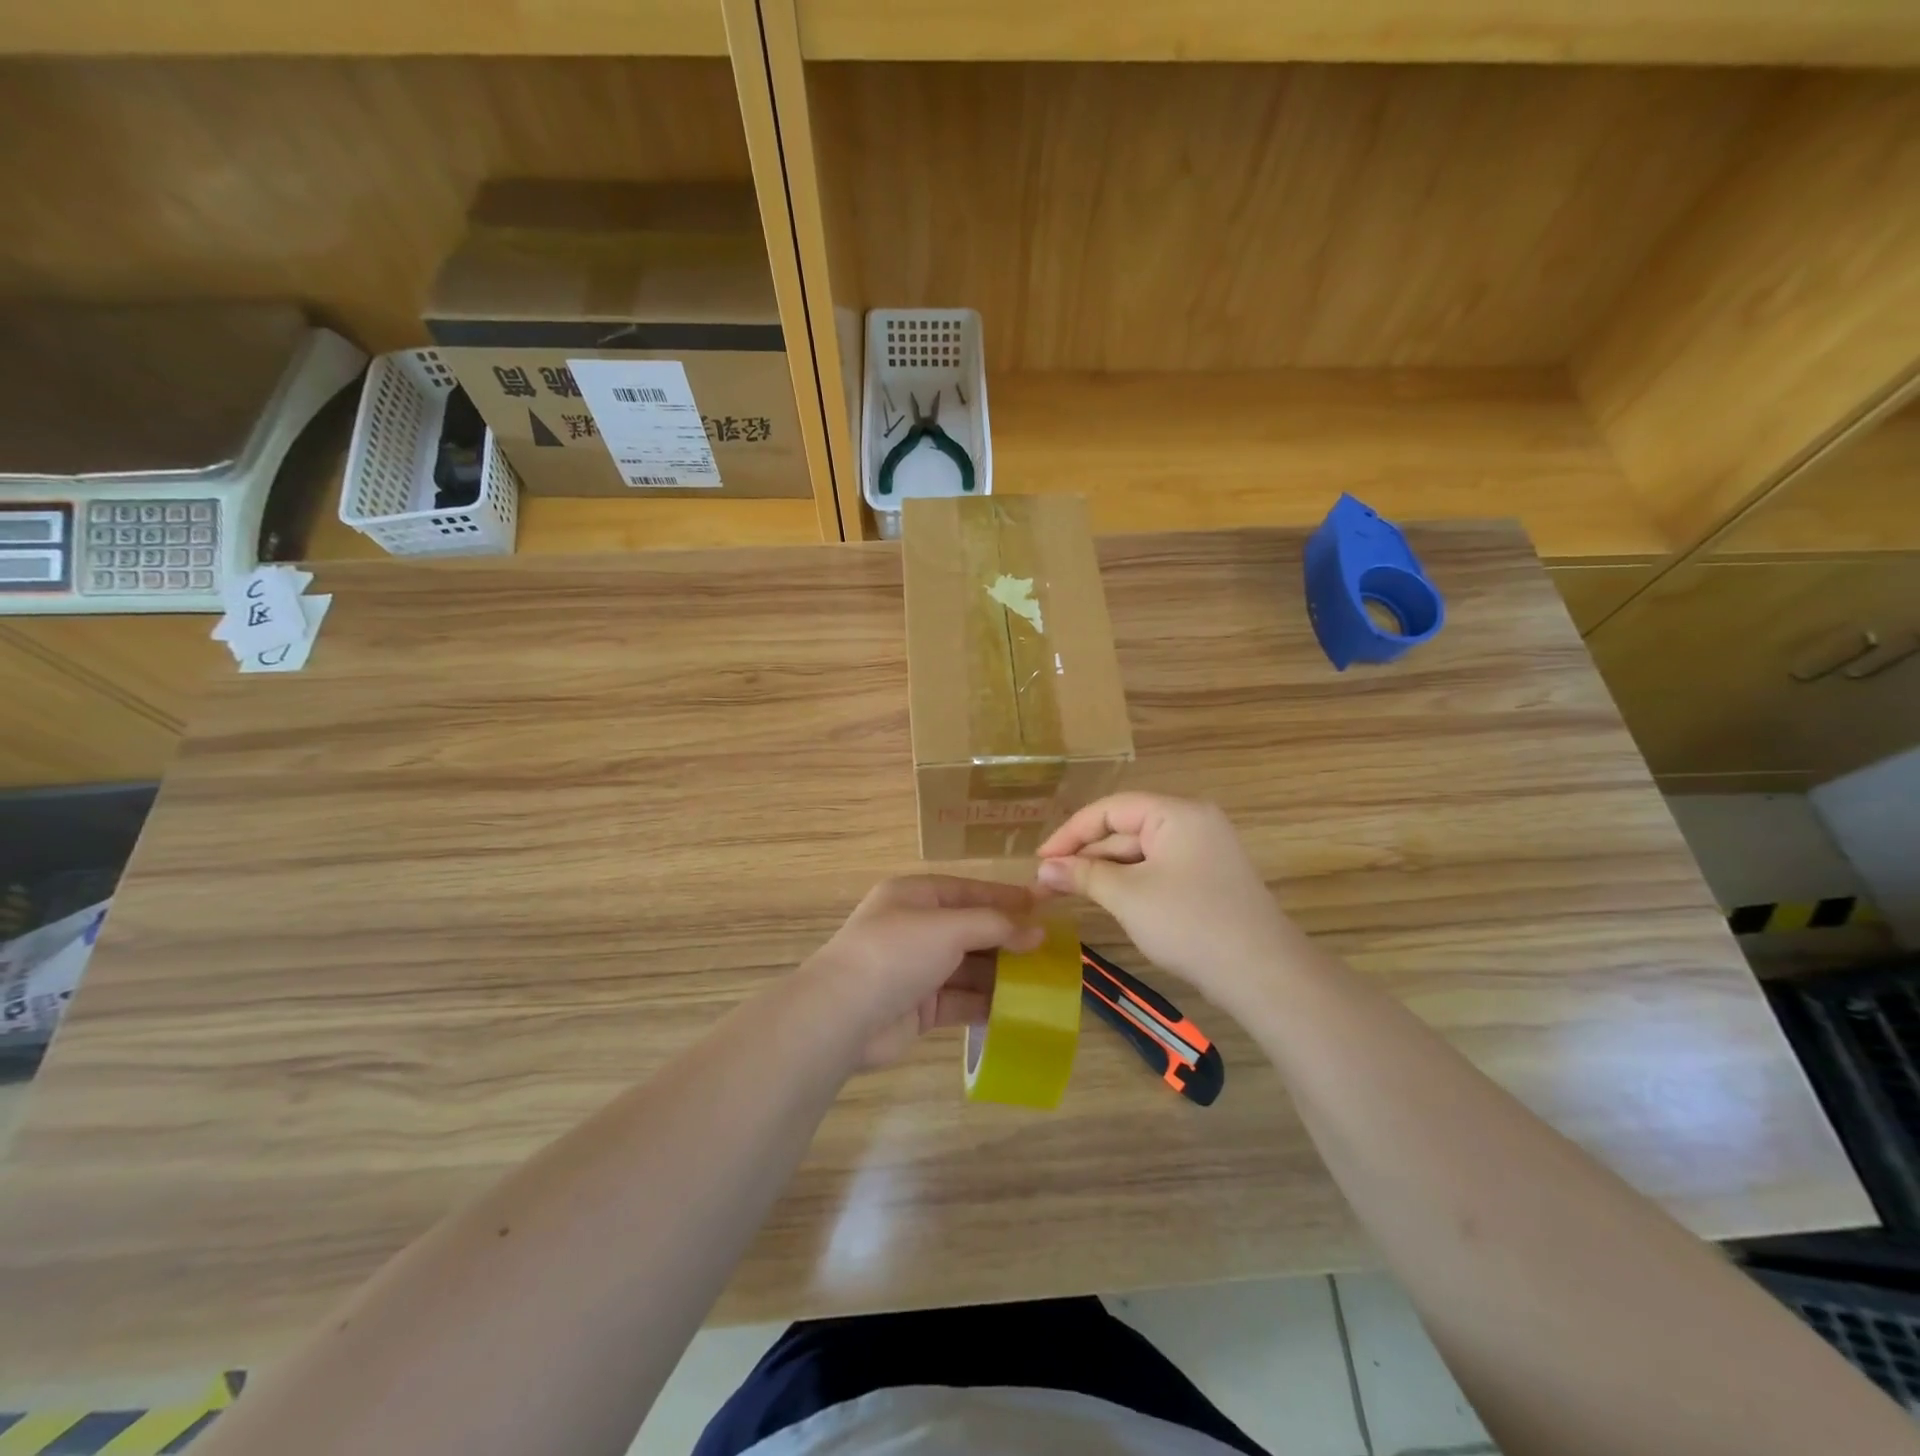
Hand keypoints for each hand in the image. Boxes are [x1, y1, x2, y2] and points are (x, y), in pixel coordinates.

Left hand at [802, 876, 1044, 1068]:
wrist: (842, 1015)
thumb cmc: (896, 952)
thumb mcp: (948, 927)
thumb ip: (994, 926)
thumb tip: (1038, 932)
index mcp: (915, 896)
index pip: (970, 891)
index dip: (1006, 898)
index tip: (1045, 907)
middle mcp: (916, 928)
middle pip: (971, 930)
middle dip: (1008, 940)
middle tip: (1052, 951)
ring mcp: (917, 969)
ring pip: (969, 967)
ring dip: (1002, 975)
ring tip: (1044, 983)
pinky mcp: (919, 1007)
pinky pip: (961, 1000)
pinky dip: (986, 1004)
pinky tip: (1018, 1010)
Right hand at [1036, 793, 1301, 1013]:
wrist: (1262, 974)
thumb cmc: (1191, 924)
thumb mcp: (1128, 896)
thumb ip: (1083, 875)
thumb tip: (1043, 868)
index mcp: (1177, 813)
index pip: (1110, 808)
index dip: (1070, 832)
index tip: (1040, 860)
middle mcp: (1192, 822)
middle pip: (1125, 828)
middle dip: (1087, 855)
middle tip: (1049, 882)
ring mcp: (1204, 851)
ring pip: (1140, 852)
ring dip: (1106, 871)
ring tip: (1071, 893)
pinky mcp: (1208, 879)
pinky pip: (1158, 869)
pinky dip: (1130, 882)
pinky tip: (1108, 900)